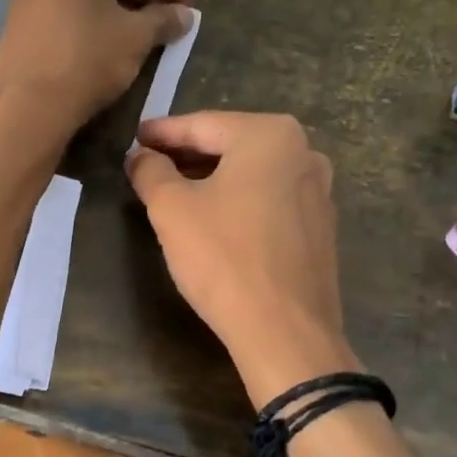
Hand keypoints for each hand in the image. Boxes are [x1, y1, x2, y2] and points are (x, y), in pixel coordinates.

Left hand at [0, 0, 196, 142]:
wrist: (29, 106)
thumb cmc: (88, 59)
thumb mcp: (136, 37)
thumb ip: (164, 19)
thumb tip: (184, 15)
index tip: (190, 1)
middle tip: (169, 13)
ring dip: (117, 3)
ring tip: (143, 27)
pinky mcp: (18, 18)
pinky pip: (65, 6)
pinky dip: (91, 15)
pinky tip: (109, 38)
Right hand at [126, 112, 356, 406]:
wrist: (284, 330)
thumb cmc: (224, 257)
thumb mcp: (172, 209)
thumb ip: (151, 171)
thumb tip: (140, 156)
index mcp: (270, 135)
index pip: (202, 125)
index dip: (162, 133)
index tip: (135, 138)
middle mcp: (304, 153)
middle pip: (231, 146)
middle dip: (188, 155)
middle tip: (150, 163)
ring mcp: (318, 191)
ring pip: (252, 174)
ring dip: (213, 179)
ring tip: (176, 190)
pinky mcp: (320, 227)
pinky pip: (270, 200)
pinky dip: (239, 201)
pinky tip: (216, 219)